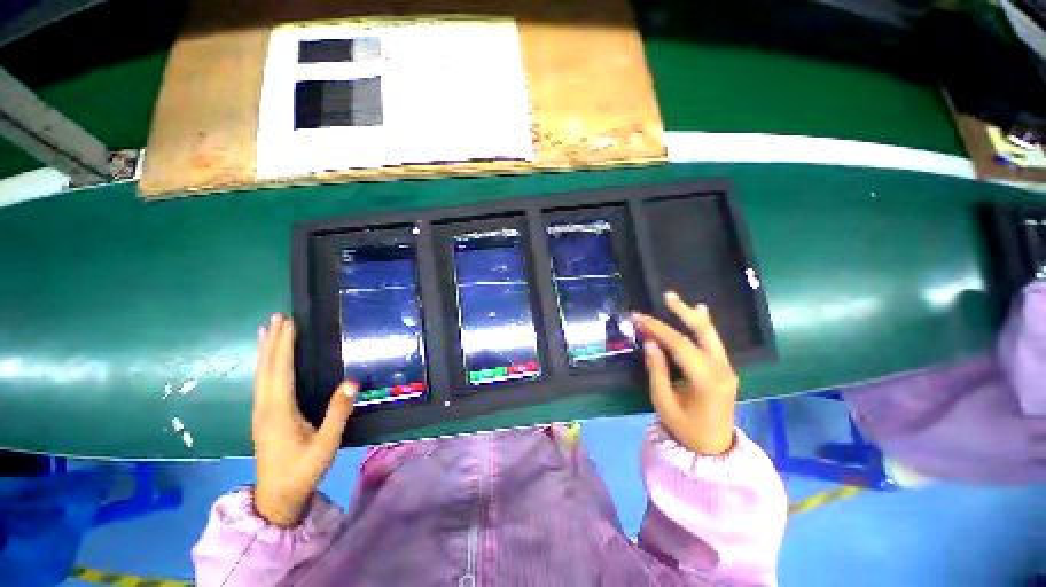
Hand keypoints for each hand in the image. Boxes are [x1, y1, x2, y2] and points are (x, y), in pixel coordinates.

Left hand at [252, 314, 357, 526]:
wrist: (277, 497)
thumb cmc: (303, 470)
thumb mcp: (326, 444)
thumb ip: (338, 412)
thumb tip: (352, 382)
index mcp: (279, 411)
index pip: (280, 371)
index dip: (284, 345)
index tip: (289, 323)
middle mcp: (265, 407)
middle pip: (266, 368)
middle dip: (273, 341)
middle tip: (277, 317)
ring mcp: (260, 412)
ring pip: (260, 374)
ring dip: (265, 350)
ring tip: (267, 330)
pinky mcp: (262, 416)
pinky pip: (261, 382)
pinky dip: (263, 364)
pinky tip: (266, 360)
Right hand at [633, 292, 738, 455]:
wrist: (713, 448)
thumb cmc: (684, 428)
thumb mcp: (663, 402)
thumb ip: (657, 370)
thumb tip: (650, 342)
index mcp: (706, 380)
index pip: (680, 345)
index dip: (658, 328)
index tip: (639, 317)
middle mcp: (721, 369)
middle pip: (702, 332)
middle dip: (682, 312)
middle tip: (666, 296)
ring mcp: (727, 368)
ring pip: (710, 334)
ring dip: (692, 315)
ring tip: (676, 300)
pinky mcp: (725, 369)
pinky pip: (713, 342)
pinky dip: (703, 326)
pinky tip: (700, 311)